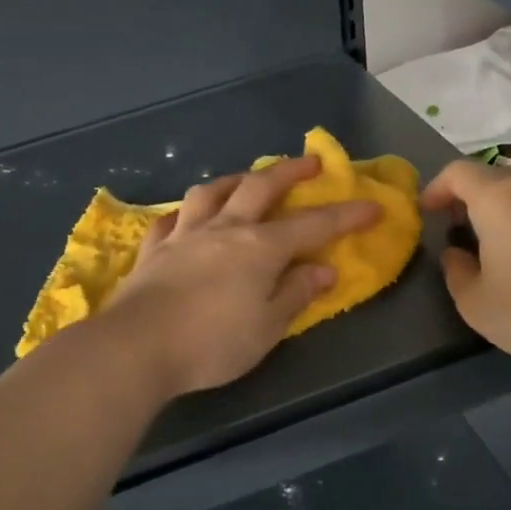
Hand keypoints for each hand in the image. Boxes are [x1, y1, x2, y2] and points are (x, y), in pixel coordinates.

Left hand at [104, 157, 381, 396]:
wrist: (137, 346)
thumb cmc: (212, 342)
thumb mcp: (267, 327)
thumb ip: (296, 294)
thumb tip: (323, 269)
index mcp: (259, 247)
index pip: (312, 225)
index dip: (345, 215)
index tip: (373, 206)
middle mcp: (223, 228)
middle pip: (260, 187)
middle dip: (289, 172)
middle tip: (311, 163)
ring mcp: (184, 234)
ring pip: (211, 192)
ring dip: (234, 180)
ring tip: (246, 179)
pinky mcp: (153, 249)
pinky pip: (171, 219)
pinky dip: (185, 212)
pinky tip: (187, 216)